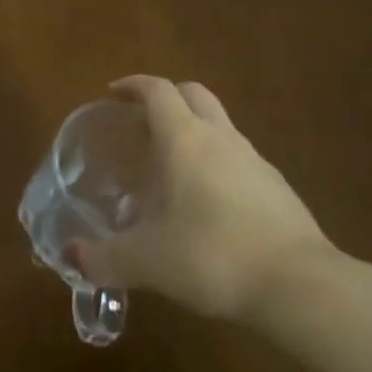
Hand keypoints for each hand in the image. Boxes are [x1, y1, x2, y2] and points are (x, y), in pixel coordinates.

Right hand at [72, 76, 338, 325]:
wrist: (300, 286)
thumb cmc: (212, 256)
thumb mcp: (147, 262)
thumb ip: (104, 258)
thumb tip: (71, 257)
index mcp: (184, 139)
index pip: (157, 91)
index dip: (133, 85)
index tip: (113, 94)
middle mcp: (220, 138)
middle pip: (193, 94)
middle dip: (166, 98)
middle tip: (141, 123)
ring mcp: (255, 160)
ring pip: (219, 125)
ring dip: (193, 130)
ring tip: (170, 167)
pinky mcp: (278, 188)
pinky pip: (239, 158)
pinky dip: (216, 163)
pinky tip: (206, 202)